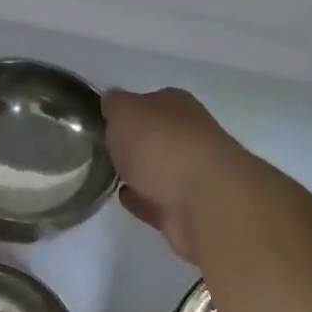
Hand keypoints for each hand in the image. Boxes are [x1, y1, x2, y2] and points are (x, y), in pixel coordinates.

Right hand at [103, 88, 257, 262]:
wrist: (205, 202)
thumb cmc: (161, 145)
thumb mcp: (125, 111)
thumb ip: (115, 105)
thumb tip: (112, 102)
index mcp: (178, 105)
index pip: (150, 101)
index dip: (129, 110)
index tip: (106, 123)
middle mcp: (191, 135)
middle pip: (158, 136)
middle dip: (136, 142)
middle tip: (105, 149)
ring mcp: (195, 174)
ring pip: (160, 169)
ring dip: (140, 172)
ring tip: (111, 175)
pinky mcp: (190, 210)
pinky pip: (159, 201)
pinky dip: (143, 199)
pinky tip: (124, 198)